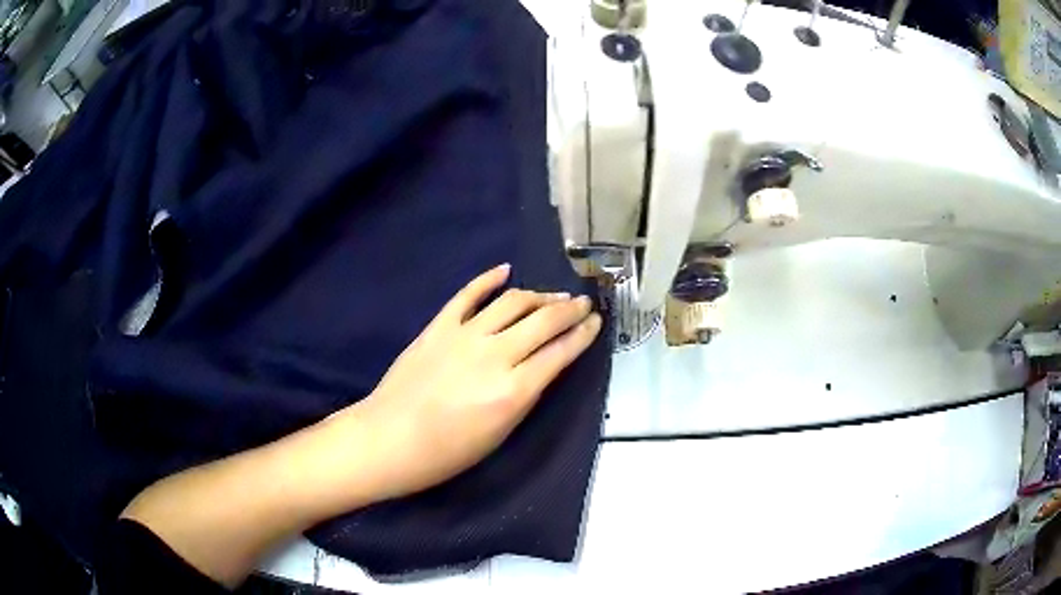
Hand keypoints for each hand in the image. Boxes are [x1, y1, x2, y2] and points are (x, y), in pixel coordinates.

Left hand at [347, 264, 601, 499]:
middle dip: (569, 309)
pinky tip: (505, 271)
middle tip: (583, 303)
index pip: (560, 353)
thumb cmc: (447, 453)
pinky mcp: (438, 326)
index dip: (583, 334)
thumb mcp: (499, 435)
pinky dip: (488, 279)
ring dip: (538, 295)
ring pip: (512, 302)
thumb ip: (524, 396)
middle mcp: (495, 355)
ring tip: (553, 295)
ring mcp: (464, 335)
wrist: (389, 439)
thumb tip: (541, 368)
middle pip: (542, 321)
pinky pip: (467, 294)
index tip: (595, 322)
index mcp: (513, 391)